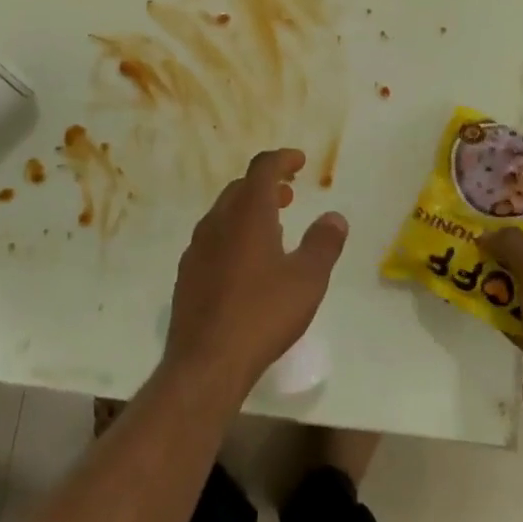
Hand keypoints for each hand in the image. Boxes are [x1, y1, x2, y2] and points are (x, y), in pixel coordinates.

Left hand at [164, 149, 348, 400]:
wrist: (205, 362)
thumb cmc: (262, 315)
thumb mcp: (307, 280)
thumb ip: (323, 244)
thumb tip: (335, 217)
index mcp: (247, 213)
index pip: (263, 168)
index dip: (282, 159)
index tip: (300, 161)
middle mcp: (218, 221)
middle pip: (241, 188)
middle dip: (267, 185)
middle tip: (290, 194)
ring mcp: (198, 246)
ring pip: (225, 212)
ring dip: (249, 210)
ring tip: (274, 228)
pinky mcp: (188, 272)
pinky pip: (214, 238)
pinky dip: (234, 234)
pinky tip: (247, 263)